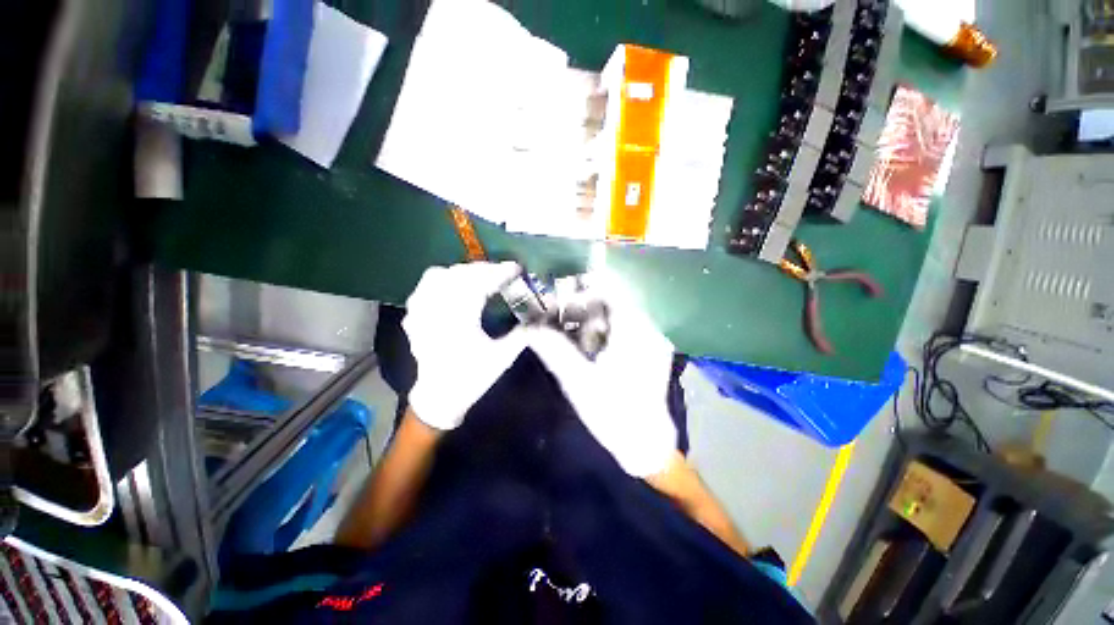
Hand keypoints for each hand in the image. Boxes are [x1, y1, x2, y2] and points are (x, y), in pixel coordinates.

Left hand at [403, 262, 526, 429]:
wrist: (440, 396)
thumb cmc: (472, 378)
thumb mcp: (502, 358)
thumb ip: (523, 335)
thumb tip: (542, 319)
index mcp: (460, 321)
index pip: (480, 284)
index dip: (500, 273)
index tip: (516, 268)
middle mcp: (437, 311)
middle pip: (460, 276)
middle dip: (485, 270)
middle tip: (503, 272)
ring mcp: (421, 312)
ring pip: (439, 276)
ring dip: (463, 271)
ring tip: (481, 275)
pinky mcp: (415, 316)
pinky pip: (424, 287)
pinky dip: (441, 279)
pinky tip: (453, 283)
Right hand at [526, 277, 676, 476]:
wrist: (645, 444)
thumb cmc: (612, 412)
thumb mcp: (577, 380)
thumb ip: (553, 349)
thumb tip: (529, 327)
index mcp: (634, 332)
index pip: (611, 292)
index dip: (585, 289)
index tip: (563, 294)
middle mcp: (649, 330)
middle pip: (615, 302)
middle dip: (587, 305)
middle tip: (562, 314)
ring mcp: (654, 342)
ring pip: (621, 315)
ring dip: (596, 317)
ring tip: (574, 328)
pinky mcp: (654, 353)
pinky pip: (629, 329)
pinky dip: (608, 329)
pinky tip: (593, 344)